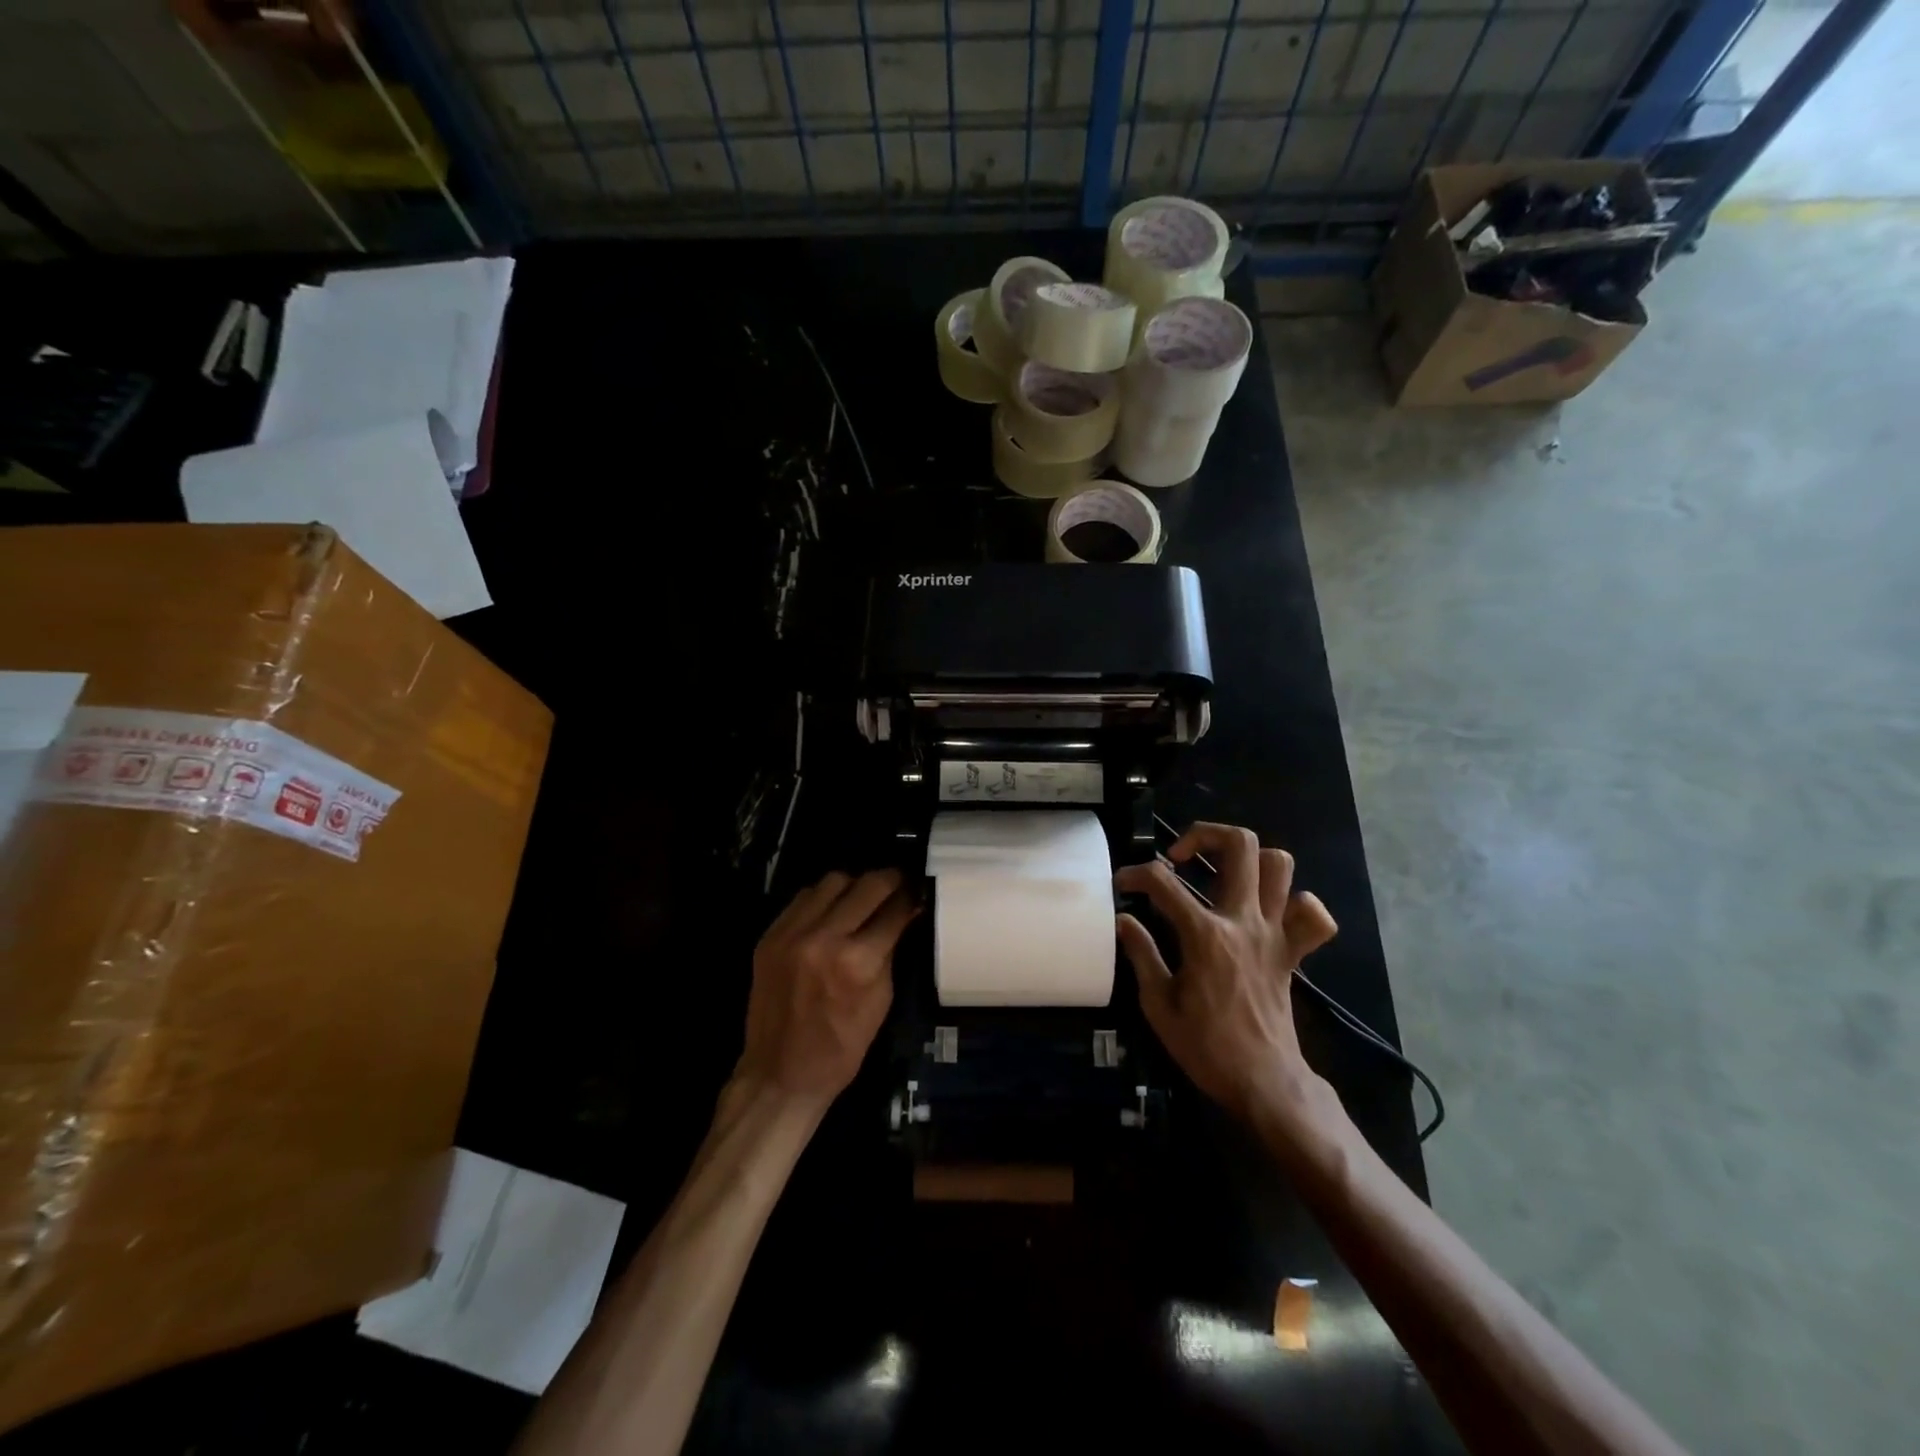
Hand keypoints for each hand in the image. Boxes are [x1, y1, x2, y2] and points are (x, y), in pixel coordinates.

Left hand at [735, 869, 917, 1110]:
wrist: (780, 1074)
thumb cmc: (842, 1048)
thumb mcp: (881, 1001)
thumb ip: (891, 951)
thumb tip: (906, 915)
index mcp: (857, 962)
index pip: (894, 910)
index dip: (912, 896)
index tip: (919, 889)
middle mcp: (824, 938)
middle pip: (867, 885)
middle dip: (890, 881)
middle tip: (899, 883)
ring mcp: (792, 934)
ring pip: (833, 881)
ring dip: (854, 885)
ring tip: (863, 897)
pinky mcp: (771, 935)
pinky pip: (804, 897)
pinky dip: (824, 898)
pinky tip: (833, 911)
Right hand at [1114, 823, 1338, 1124]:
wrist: (1265, 1083)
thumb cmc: (1205, 1047)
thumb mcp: (1158, 1004)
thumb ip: (1141, 953)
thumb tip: (1124, 920)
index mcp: (1205, 935)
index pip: (1163, 883)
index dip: (1136, 874)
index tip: (1123, 885)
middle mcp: (1244, 922)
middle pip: (1240, 847)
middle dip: (1204, 835)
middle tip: (1180, 858)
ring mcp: (1274, 933)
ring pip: (1280, 866)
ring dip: (1249, 860)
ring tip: (1220, 874)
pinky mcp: (1291, 951)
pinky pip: (1312, 916)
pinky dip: (1297, 904)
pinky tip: (1269, 912)